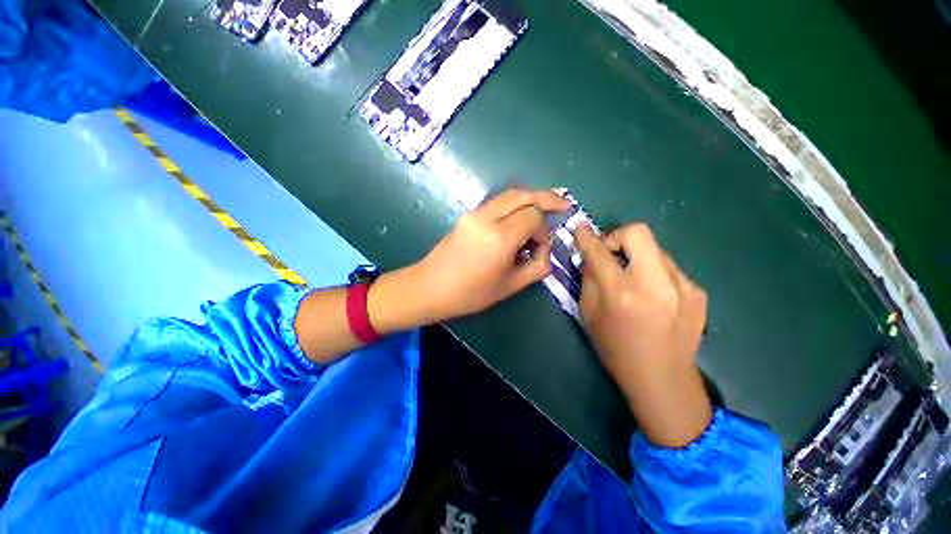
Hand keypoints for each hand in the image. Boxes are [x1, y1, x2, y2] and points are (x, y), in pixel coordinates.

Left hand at [414, 189, 568, 321]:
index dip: (544, 230)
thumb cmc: (469, 294)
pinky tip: (522, 212)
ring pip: (510, 194)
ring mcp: (474, 213)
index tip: (540, 247)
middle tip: (564, 203)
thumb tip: (545, 251)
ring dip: (531, 197)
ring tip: (549, 203)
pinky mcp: (468, 214)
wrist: (429, 287)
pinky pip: (498, 202)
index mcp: (499, 238)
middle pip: (523, 195)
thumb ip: (536, 267)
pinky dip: (515, 203)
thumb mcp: (509, 287)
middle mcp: (487, 218)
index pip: (533, 217)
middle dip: (546, 197)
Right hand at [574, 223, 711, 447]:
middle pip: (638, 232)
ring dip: (637, 258)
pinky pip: (669, 268)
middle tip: (610, 254)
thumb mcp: (589, 314)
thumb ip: (589, 280)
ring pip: (655, 250)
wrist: (662, 378)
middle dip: (618, 236)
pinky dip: (654, 273)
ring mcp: (683, 286)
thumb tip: (591, 257)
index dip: (587, 237)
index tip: (580, 228)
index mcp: (621, 293)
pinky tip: (653, 296)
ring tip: (633, 280)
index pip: (600, 251)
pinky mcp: (698, 292)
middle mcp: (655, 283)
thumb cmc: (615, 348)